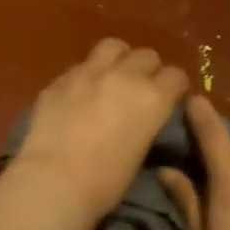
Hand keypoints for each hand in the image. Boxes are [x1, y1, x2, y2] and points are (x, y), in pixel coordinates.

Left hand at [10, 39, 188, 229]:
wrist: (54, 180)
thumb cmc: (105, 183)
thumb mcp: (140, 152)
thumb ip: (145, 123)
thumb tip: (142, 118)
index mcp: (153, 98)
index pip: (176, 76)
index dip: (174, 87)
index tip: (169, 98)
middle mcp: (124, 76)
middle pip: (147, 55)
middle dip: (148, 70)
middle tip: (139, 89)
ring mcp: (88, 72)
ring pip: (113, 47)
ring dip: (118, 59)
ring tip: (112, 76)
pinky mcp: (59, 79)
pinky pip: (80, 66)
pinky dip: (86, 75)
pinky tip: (79, 93)